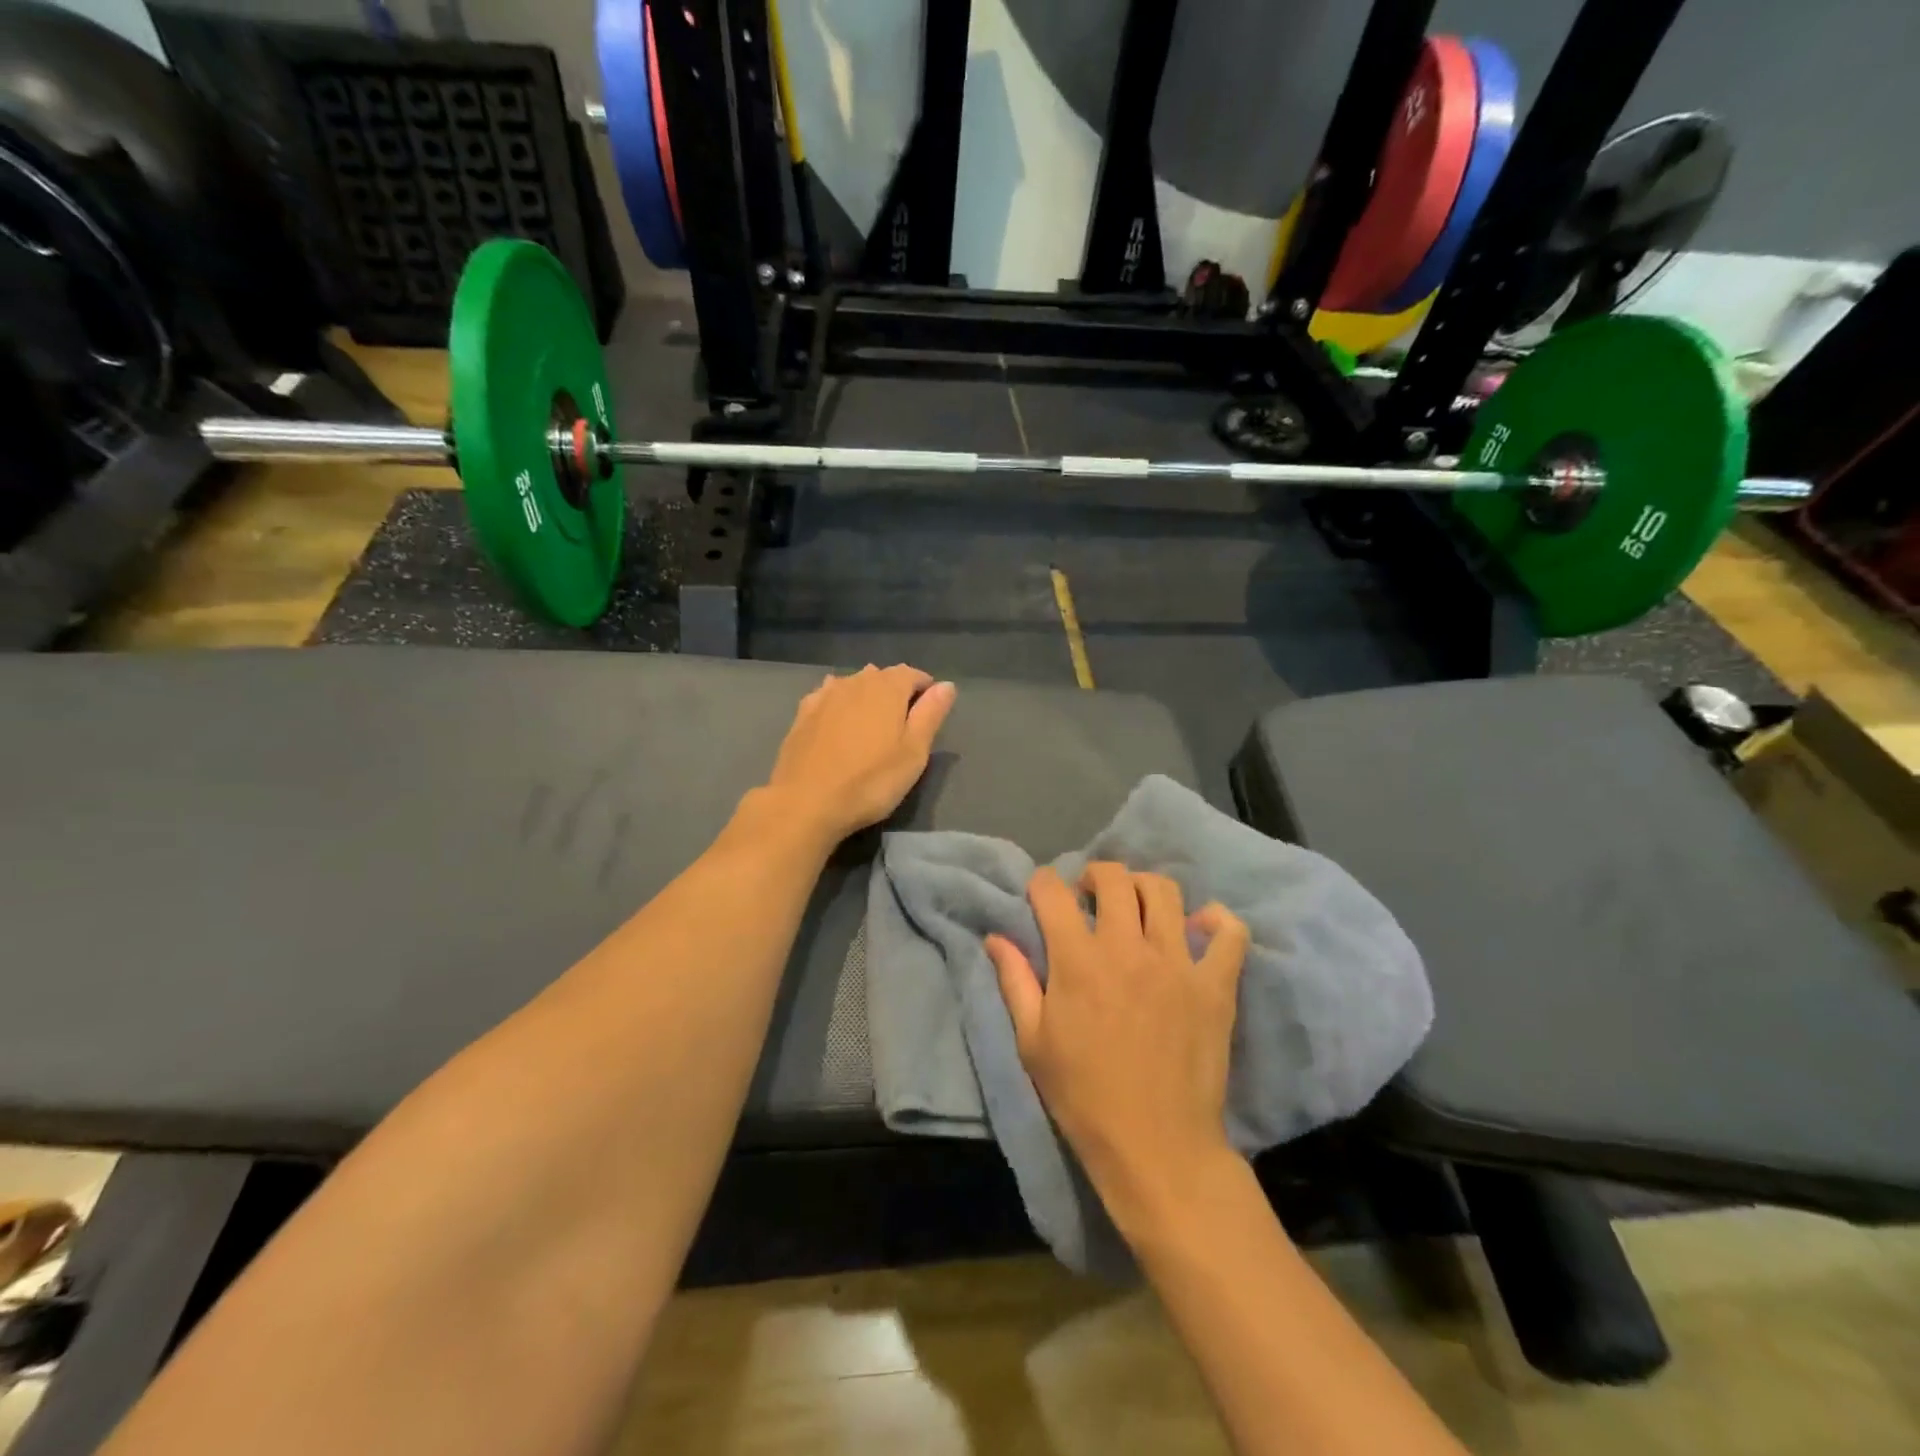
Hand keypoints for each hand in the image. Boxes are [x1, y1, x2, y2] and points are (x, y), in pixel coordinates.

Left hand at [763, 665, 956, 843]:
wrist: (805, 802)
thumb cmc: (870, 781)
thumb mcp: (914, 752)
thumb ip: (931, 714)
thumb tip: (946, 685)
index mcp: (887, 687)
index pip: (913, 674)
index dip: (925, 688)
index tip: (930, 711)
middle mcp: (854, 681)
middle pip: (882, 676)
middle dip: (896, 691)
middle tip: (903, 723)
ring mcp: (824, 695)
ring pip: (853, 684)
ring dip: (866, 696)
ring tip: (872, 724)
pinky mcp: (802, 714)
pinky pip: (828, 697)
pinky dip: (840, 704)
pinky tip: (839, 721)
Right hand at [986, 865, 1248, 1232]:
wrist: (1155, 1147)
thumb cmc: (1083, 1096)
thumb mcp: (1033, 1042)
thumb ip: (1015, 981)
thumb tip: (996, 937)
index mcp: (1078, 960)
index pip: (1053, 892)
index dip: (1042, 884)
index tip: (1042, 895)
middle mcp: (1127, 948)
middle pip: (1114, 878)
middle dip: (1094, 875)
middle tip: (1090, 896)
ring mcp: (1177, 963)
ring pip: (1164, 891)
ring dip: (1144, 887)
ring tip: (1137, 907)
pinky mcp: (1215, 985)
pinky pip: (1229, 933)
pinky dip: (1217, 921)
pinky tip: (1200, 928)